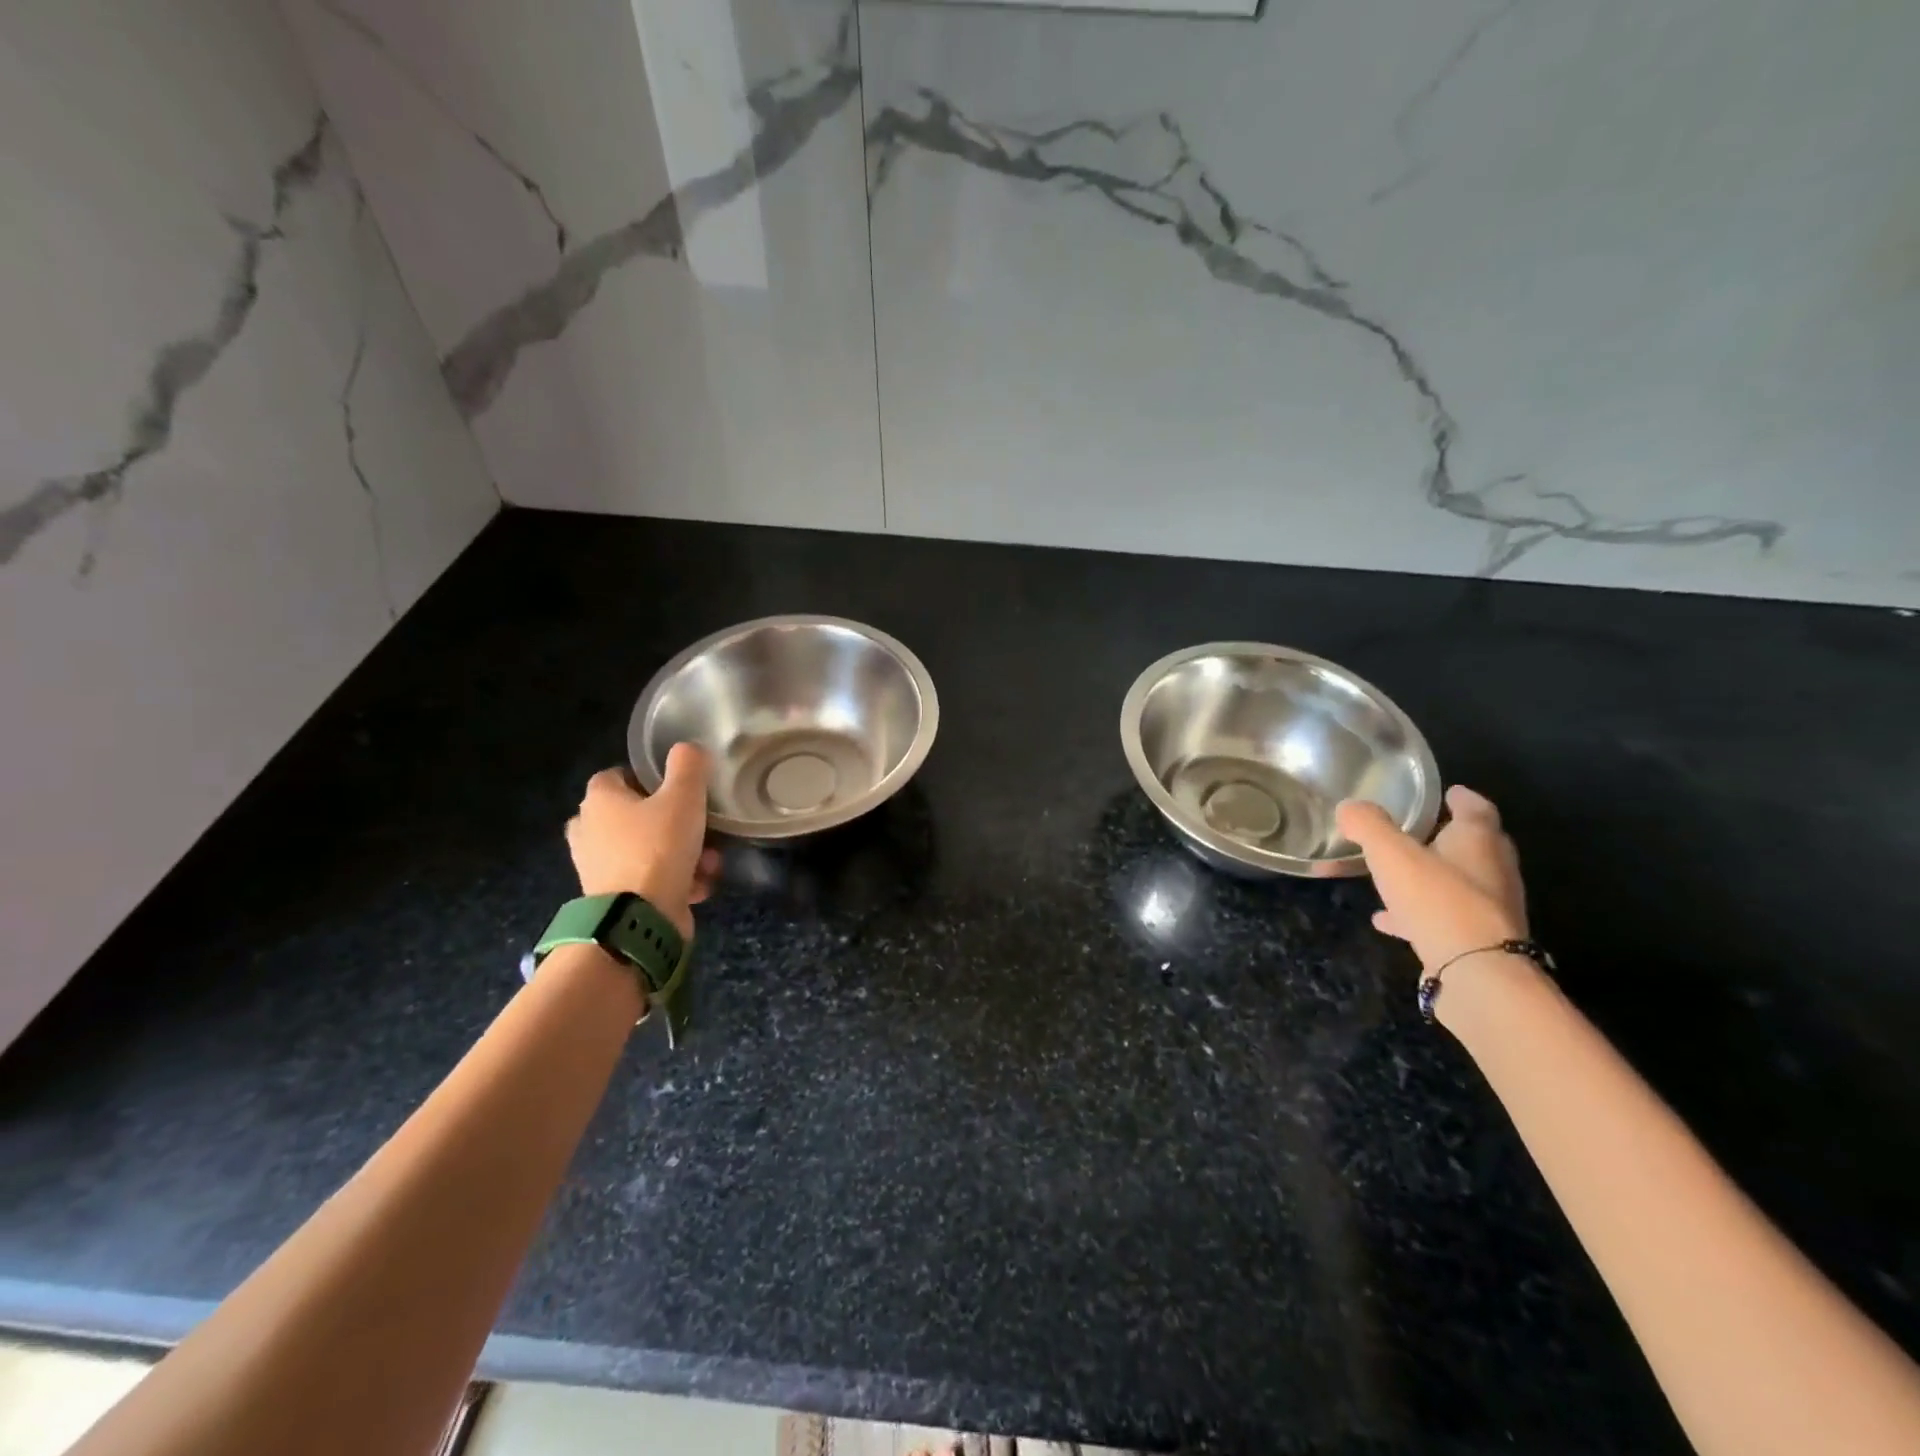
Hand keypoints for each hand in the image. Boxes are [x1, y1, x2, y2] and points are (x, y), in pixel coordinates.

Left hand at [565, 745, 721, 936]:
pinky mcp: (614, 898)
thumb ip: (688, 765)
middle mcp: (589, 831)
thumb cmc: (657, 849)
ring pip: (647, 849)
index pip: (616, 774)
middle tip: (698, 828)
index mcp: (598, 800)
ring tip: (708, 863)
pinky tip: (698, 887)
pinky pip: (649, 879)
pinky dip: (674, 881)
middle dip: (672, 822)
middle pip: (634, 815)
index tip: (679, 788)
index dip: (648, 777)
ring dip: (681, 854)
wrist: (639, 920)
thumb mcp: (683, 796)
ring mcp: (598, 868)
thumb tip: (688, 750)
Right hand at [1336, 785, 1528, 976]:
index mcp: (1478, 841)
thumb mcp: (1391, 853)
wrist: (1475, 972)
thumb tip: (1349, 807)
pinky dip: (1417, 913)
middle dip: (1448, 837)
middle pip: (1474, 846)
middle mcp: (1493, 871)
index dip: (1462, 798)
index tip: (1449, 793)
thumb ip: (1368, 826)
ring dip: (1431, 877)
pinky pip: (1443, 918)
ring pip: (1458, 884)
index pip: (1476, 809)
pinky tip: (1387, 920)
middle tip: (1420, 830)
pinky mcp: (1477, 942)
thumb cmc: (1438, 899)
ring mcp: (1489, 910)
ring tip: (1396, 877)